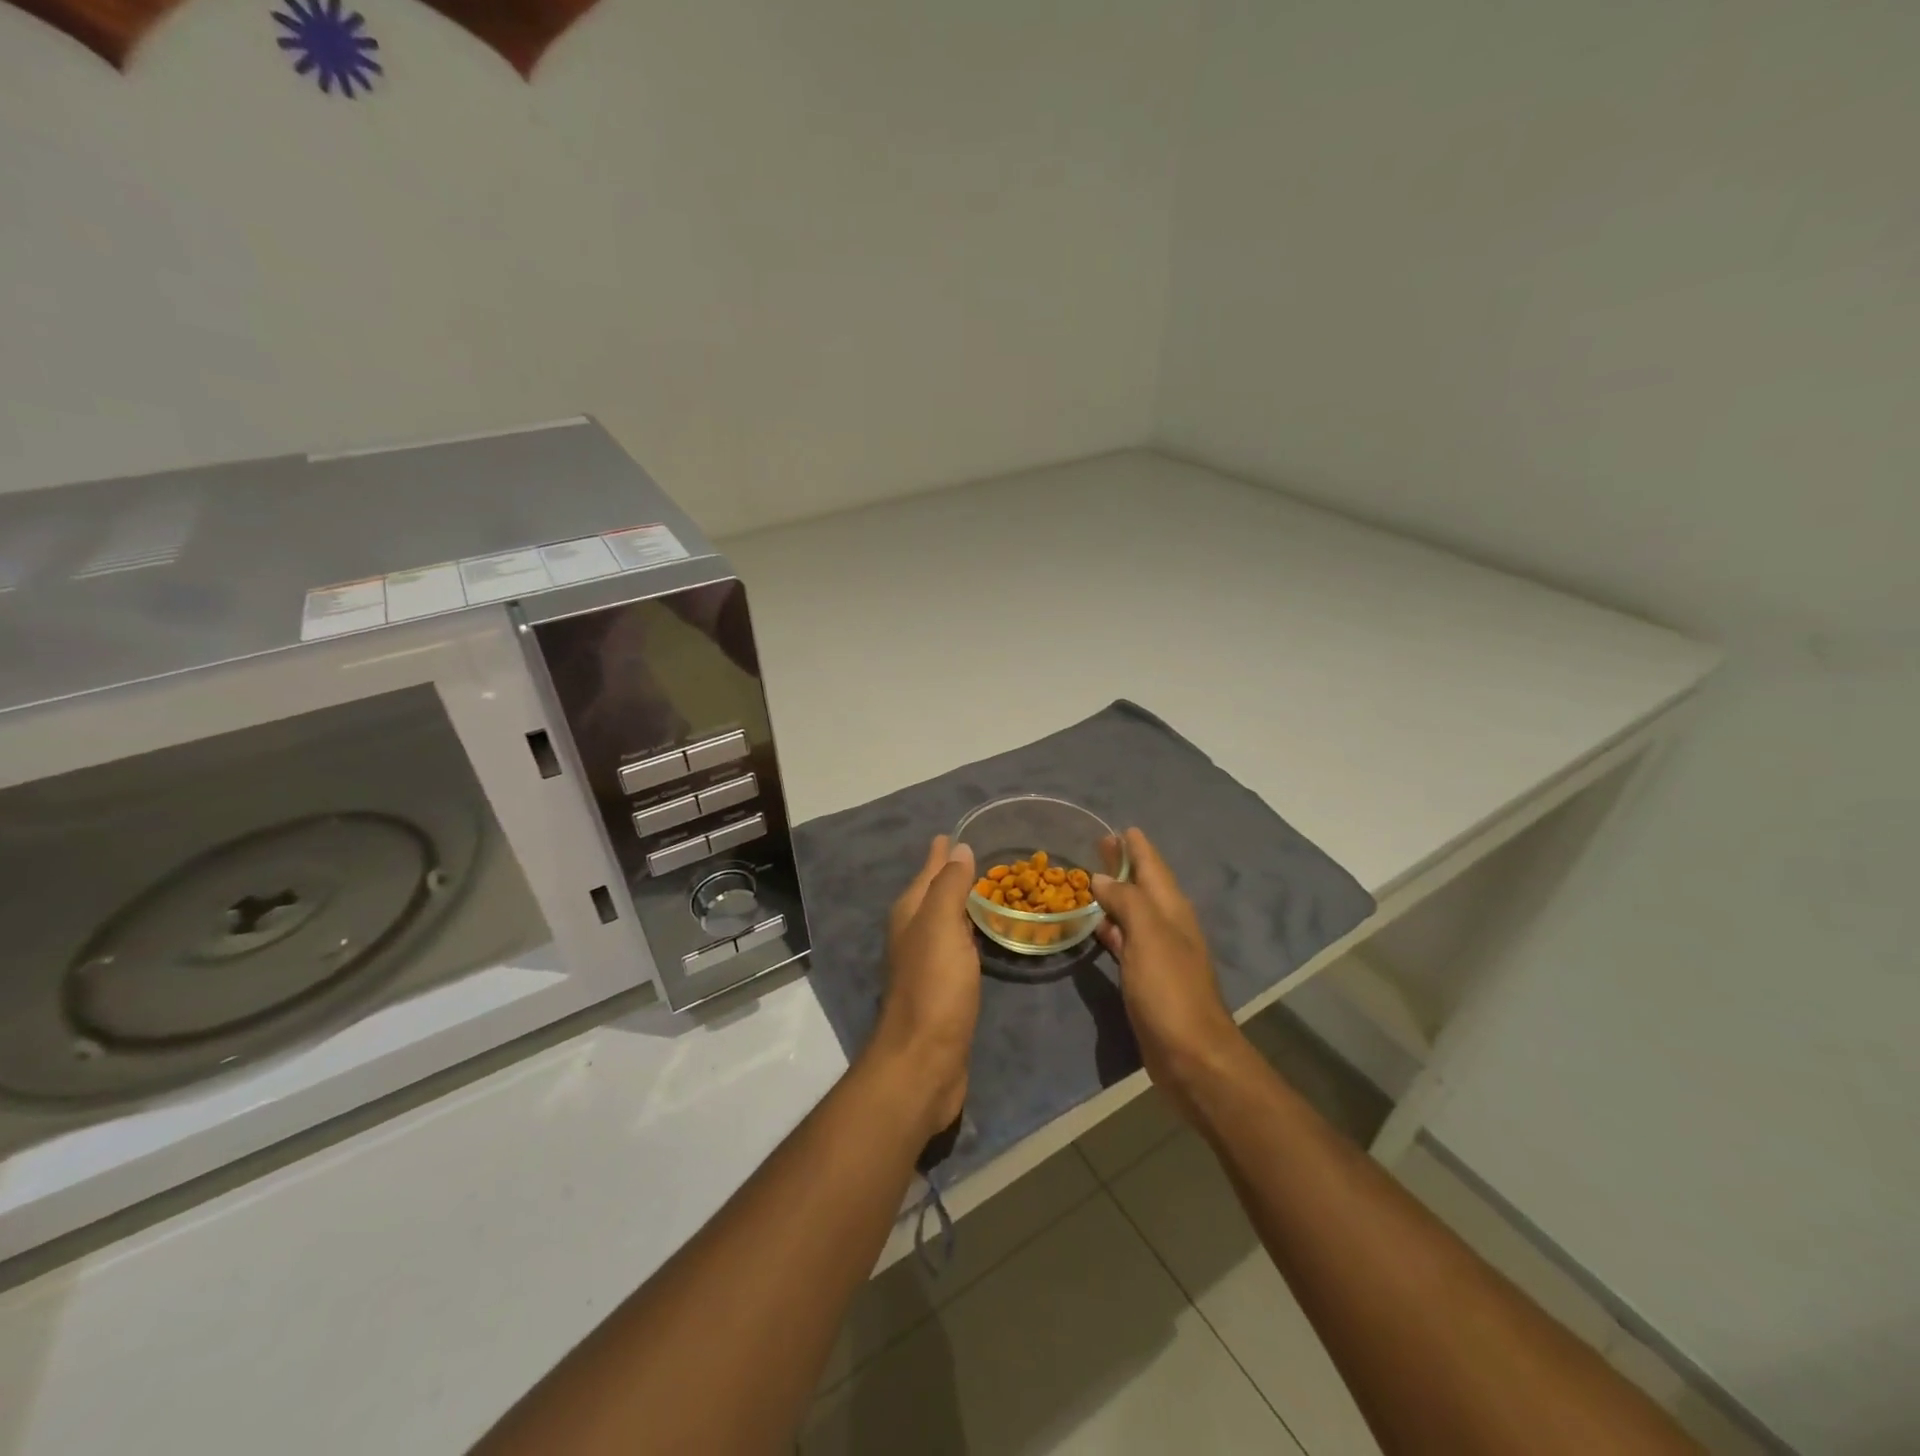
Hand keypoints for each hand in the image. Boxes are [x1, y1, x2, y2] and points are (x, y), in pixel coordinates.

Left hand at [870, 835, 981, 1139]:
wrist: (924, 1061)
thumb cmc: (934, 987)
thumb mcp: (941, 926)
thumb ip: (949, 886)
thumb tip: (957, 848)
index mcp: (910, 914)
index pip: (928, 872)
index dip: (942, 853)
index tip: (960, 833)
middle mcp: (914, 933)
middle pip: (934, 894)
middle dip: (952, 874)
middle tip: (983, 856)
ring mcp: (927, 963)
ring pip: (946, 920)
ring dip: (962, 903)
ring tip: (988, 888)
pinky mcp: (944, 989)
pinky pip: (958, 947)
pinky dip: (970, 933)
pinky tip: (983, 934)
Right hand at [1093, 828, 1246, 1122]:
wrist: (1192, 1055)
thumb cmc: (1170, 990)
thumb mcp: (1149, 936)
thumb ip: (1126, 901)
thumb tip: (1102, 878)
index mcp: (1171, 910)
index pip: (1153, 866)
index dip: (1137, 846)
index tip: (1119, 827)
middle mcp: (1167, 926)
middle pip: (1143, 885)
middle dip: (1123, 865)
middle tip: (1098, 844)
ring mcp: (1158, 953)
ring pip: (1133, 912)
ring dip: (1115, 895)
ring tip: (1090, 879)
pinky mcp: (1147, 978)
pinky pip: (1126, 941)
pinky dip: (1111, 927)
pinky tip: (1097, 926)